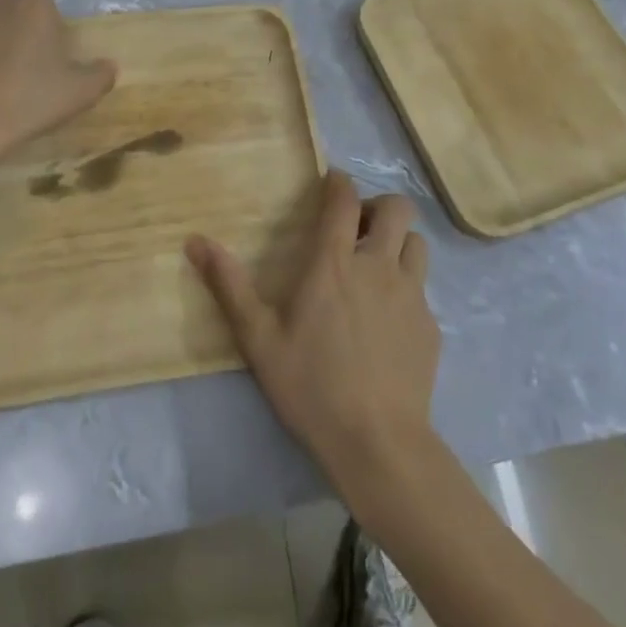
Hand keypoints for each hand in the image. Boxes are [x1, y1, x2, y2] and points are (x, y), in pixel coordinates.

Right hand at [186, 169, 439, 491]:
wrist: (377, 444)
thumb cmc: (311, 386)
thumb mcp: (258, 339)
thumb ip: (229, 286)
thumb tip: (195, 241)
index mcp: (335, 263)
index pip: (343, 199)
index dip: (338, 182)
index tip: (330, 183)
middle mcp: (378, 266)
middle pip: (396, 208)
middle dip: (377, 206)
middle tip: (357, 229)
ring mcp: (411, 295)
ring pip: (417, 243)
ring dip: (398, 242)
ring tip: (378, 265)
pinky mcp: (430, 325)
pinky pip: (423, 288)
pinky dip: (407, 287)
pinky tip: (389, 318)